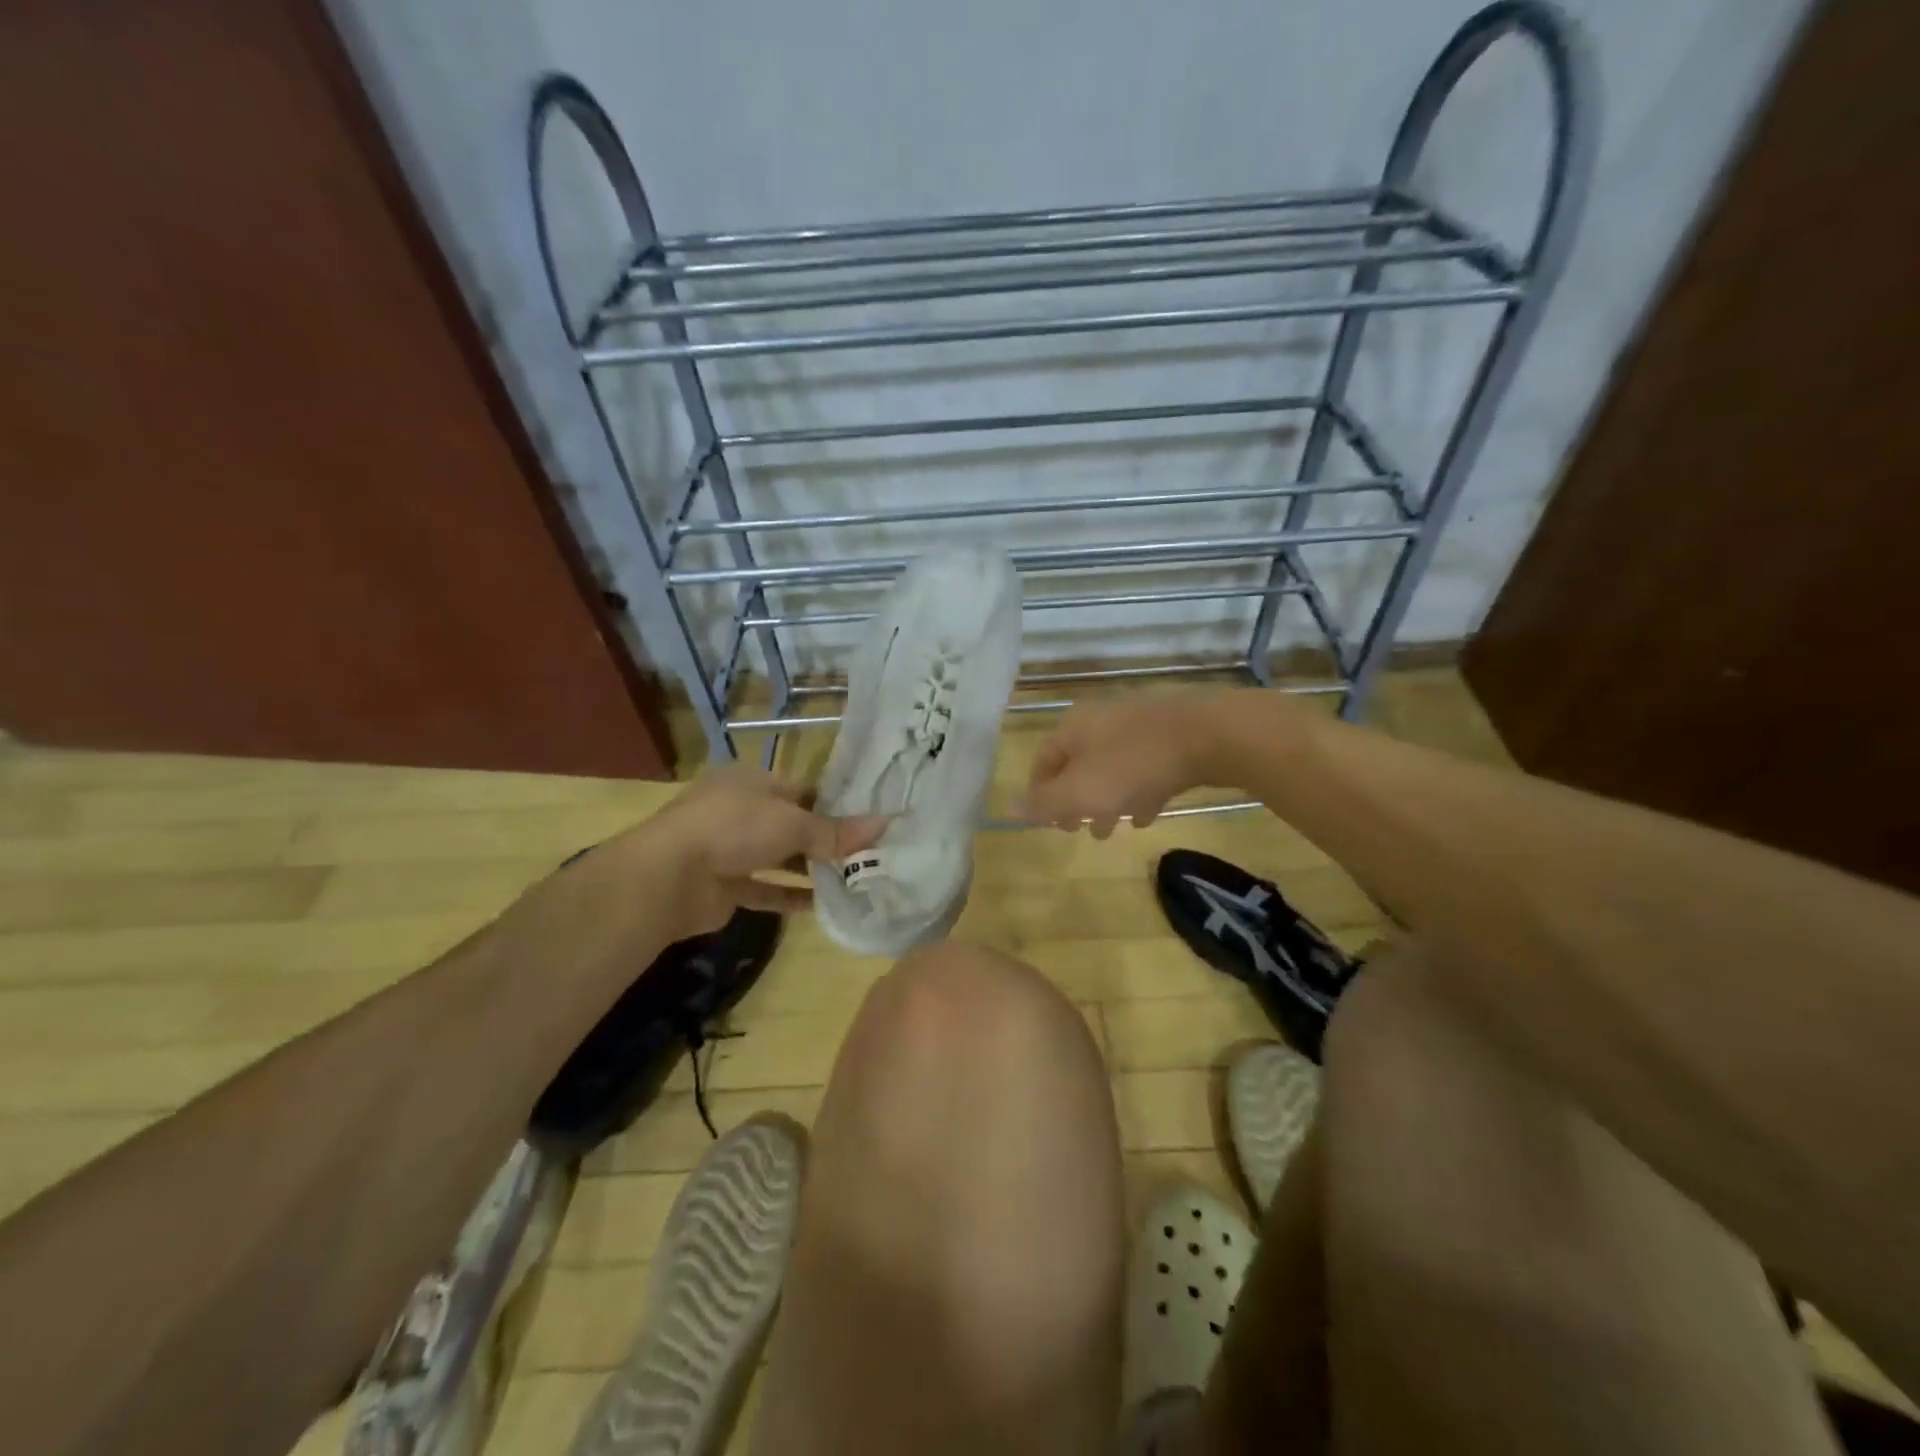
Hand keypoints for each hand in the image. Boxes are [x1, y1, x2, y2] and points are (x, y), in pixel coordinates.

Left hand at [618, 765, 884, 938]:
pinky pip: (764, 889)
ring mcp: (728, 849)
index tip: (869, 821)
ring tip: (853, 880)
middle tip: (868, 854)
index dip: (835, 804)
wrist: (668, 876)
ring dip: (810, 869)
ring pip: (778, 857)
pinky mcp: (724, 885)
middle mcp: (740, 810)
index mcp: (752, 781)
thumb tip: (884, 824)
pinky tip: (822, 906)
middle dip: (826, 840)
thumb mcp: (792, 823)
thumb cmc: (733, 828)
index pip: (802, 790)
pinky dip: (789, 896)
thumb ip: (836, 831)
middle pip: (792, 824)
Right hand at [1023, 693, 1231, 837]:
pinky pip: (1142, 767)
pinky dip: (1137, 791)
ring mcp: (1136, 725)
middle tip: (1078, 830)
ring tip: (1111, 831)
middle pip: (1077, 765)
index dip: (1039, 795)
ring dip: (1106, 801)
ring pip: (1110, 768)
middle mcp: (1100, 720)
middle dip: (1075, 802)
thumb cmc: (1132, 766)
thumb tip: (1010, 807)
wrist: (1208, 736)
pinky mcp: (1169, 734)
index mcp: (1072, 728)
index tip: (1047, 824)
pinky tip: (1147, 814)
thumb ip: (1044, 803)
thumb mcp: (1080, 792)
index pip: (1042, 762)